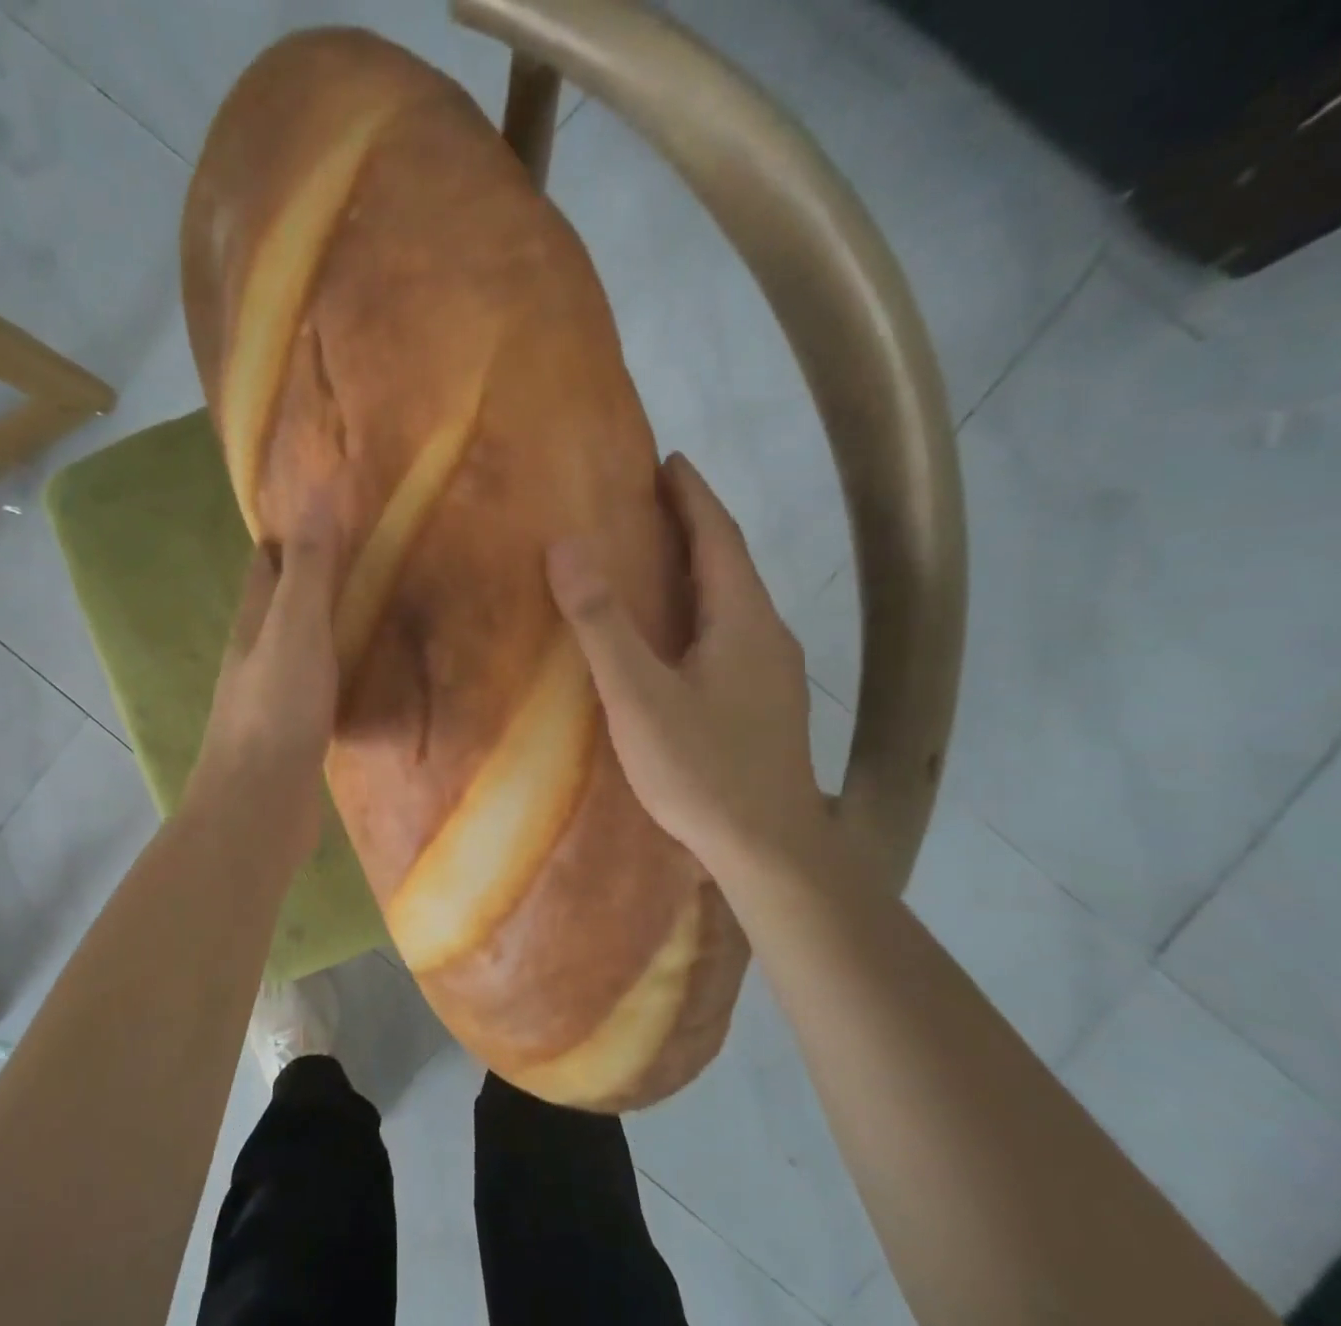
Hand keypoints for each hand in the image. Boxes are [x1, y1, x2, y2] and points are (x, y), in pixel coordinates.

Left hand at [186, 507, 341, 867]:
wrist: (259, 806)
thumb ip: (308, 571)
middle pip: (283, 607)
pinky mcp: (296, 735)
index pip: (264, 567)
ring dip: (330, 629)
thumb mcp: (294, 630)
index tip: (327, 512)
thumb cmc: (275, 712)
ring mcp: (275, 699)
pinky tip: (368, 678)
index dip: (288, 537)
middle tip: (368, 559)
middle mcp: (257, 658)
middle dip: (314, 581)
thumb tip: (316, 497)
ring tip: (377, 610)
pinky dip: (341, 674)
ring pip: (303, 650)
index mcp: (252, 626)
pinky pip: (321, 691)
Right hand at [547, 453, 828, 875]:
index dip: (694, 496)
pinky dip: (704, 612)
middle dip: (695, 527)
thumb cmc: (702, 769)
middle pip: (732, 565)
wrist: (769, 849)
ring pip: (734, 604)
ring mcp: (773, 674)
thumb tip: (567, 546)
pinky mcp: (766, 706)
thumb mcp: (639, 697)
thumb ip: (602, 624)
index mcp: (743, 620)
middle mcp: (767, 636)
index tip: (670, 461)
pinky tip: (680, 638)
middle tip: (653, 503)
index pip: (719, 538)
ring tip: (659, 560)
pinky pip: (732, 636)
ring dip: (701, 571)